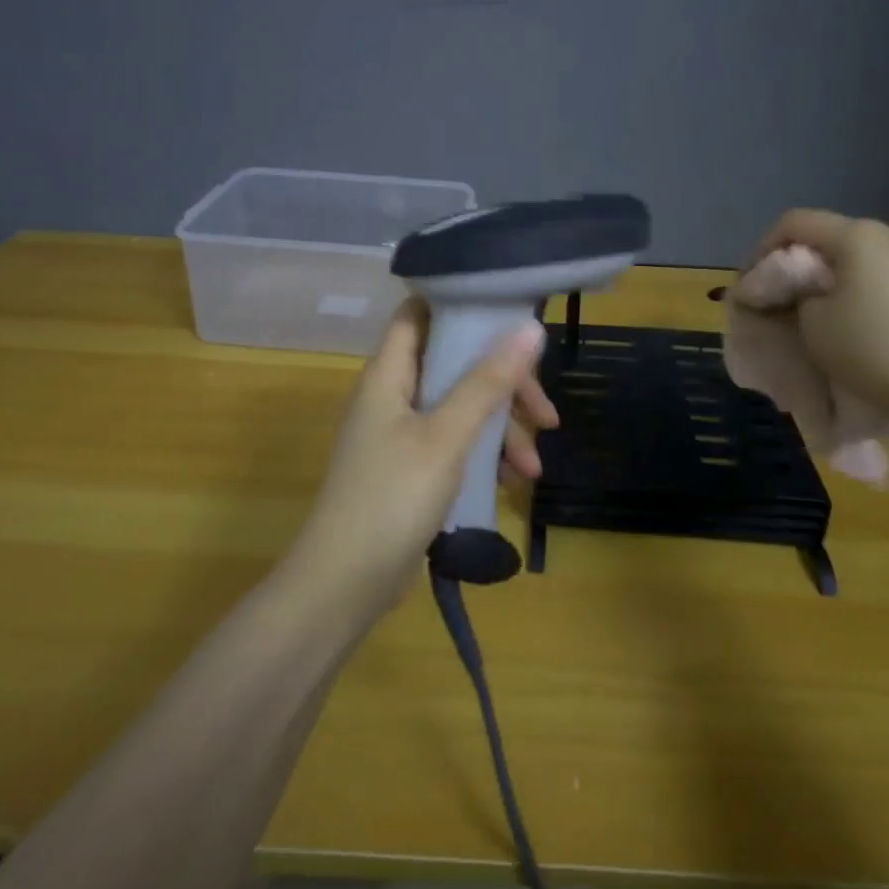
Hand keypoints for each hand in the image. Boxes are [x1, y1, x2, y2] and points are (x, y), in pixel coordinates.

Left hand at [285, 298, 549, 620]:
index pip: (419, 313)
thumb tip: (528, 328)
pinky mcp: (412, 468)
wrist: (344, 585)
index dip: (459, 304)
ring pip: (461, 407)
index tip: (509, 315)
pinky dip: (485, 454)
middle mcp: (394, 396)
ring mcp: (402, 434)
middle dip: (503, 383)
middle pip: (454, 364)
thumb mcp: (446, 436)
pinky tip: (514, 481)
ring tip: (534, 465)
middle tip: (543, 410)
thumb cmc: (391, 498)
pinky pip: (456, 443)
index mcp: (390, 374)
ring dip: (502, 427)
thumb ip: (487, 382)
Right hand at [746, 210, 888, 428]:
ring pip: (851, 256)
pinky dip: (849, 287)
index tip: (749, 286)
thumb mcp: (811, 321)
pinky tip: (841, 316)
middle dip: (792, 264)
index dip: (761, 249)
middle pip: (825, 236)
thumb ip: (791, 295)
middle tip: (771, 297)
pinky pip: (875, 273)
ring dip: (822, 277)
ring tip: (803, 309)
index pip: (794, 223)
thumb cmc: (870, 347)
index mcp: (858, 234)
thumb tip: (792, 291)